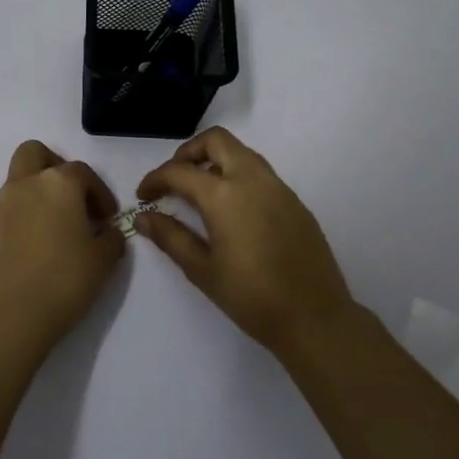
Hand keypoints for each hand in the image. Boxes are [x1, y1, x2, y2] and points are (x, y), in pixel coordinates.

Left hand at [0, 140, 126, 354]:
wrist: (11, 316)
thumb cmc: (64, 280)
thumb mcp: (103, 260)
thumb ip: (110, 238)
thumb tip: (106, 232)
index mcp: (57, 183)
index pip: (83, 172)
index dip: (100, 192)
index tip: (108, 218)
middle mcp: (26, 184)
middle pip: (36, 153)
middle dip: (56, 166)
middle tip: (73, 196)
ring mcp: (2, 205)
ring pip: (19, 178)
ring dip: (38, 190)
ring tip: (58, 223)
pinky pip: (10, 207)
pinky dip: (25, 213)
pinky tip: (38, 243)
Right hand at [136, 127, 354, 349]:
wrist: (314, 317)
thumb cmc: (251, 297)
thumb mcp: (202, 270)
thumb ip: (170, 237)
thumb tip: (143, 217)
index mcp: (224, 195)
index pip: (179, 172)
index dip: (155, 179)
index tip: (144, 196)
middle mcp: (252, 179)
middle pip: (216, 141)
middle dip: (188, 153)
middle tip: (174, 180)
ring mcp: (278, 187)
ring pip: (241, 152)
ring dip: (215, 161)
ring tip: (200, 193)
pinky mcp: (295, 201)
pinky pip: (260, 172)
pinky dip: (238, 176)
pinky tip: (232, 210)